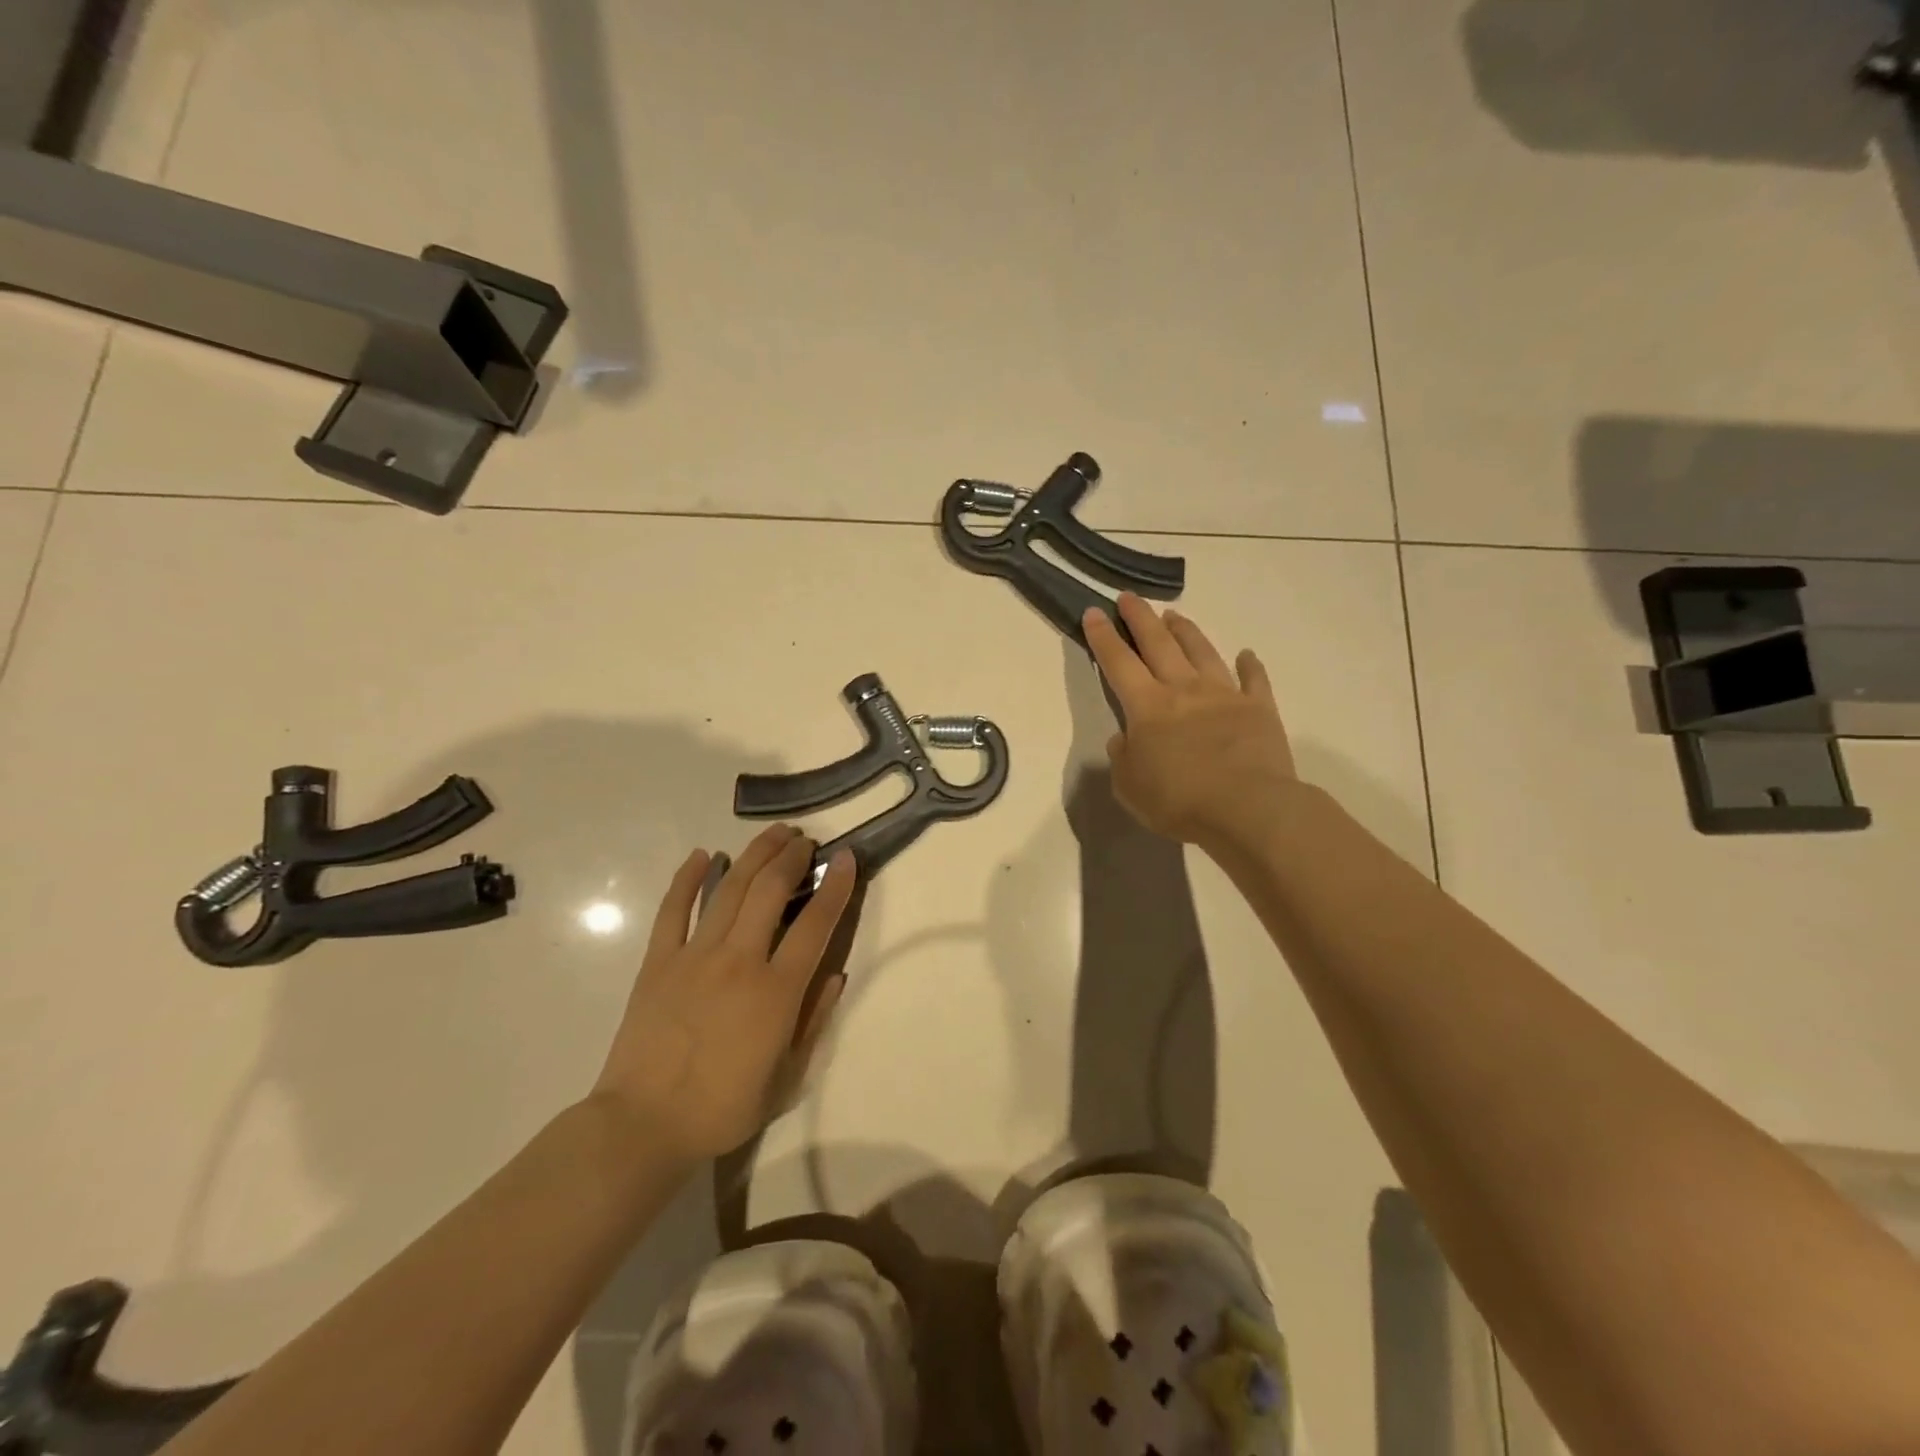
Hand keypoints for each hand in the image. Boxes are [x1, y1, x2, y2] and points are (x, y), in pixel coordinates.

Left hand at [589, 826, 856, 1162]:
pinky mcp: (658, 961)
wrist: (644, 1125)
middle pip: (771, 890)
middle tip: (806, 840)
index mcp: (776, 991)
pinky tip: (701, 855)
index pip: (815, 924)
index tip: (847, 858)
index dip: (835, 887)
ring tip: (773, 834)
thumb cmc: (722, 1108)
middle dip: (792, 857)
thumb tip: (836, 974)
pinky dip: (687, 878)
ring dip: (754, 855)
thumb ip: (814, 1021)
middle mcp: (739, 960)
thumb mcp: (787, 1077)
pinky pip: (674, 909)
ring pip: (729, 889)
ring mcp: (695, 956)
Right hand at [1084, 594, 1298, 846]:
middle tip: (1129, 597)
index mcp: (1147, 707)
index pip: (1118, 662)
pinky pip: (1254, 680)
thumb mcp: (1129, 787)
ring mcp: (1224, 695)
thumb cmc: (1178, 800)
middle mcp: (1183, 690)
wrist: (1247, 808)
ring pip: (1201, 651)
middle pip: (1158, 644)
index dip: (1104, 636)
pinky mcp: (1259, 709)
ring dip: (1185, 631)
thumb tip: (1125, 738)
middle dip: (1140, 618)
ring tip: (1174, 615)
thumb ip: (1122, 757)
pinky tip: (1246, 654)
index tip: (1095, 611)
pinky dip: (1250, 665)